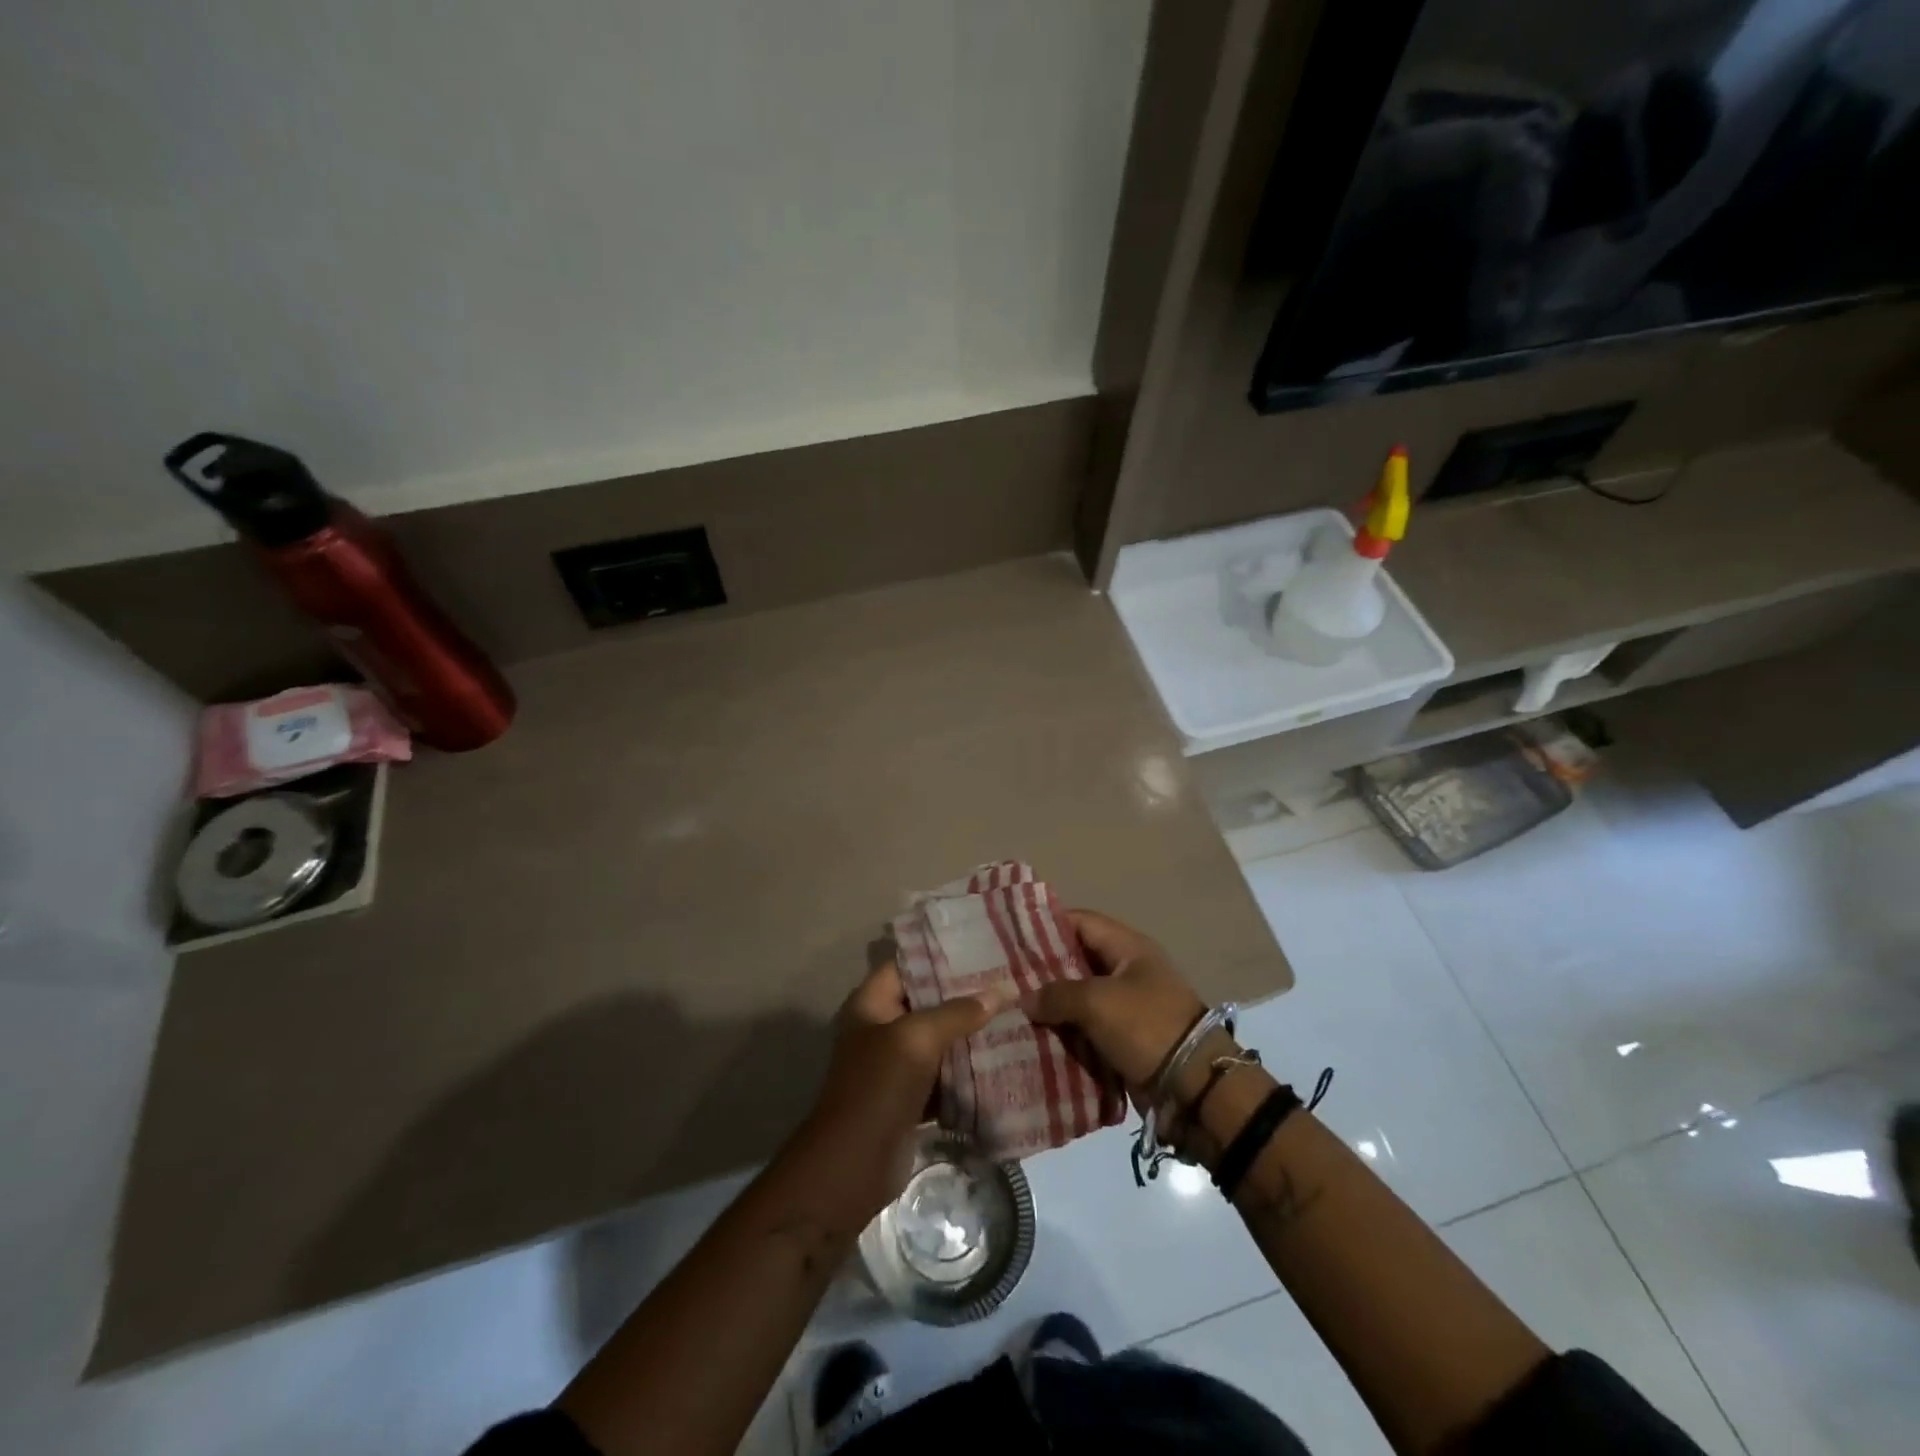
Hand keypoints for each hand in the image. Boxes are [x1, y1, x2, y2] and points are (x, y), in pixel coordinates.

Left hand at [797, 960, 1007, 1219]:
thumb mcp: (916, 1040)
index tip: (983, 943)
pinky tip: (1006, 1055)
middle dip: (966, 992)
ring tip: (1016, 1009)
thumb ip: (957, 1013)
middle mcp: (883, 1027)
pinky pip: (946, 1073)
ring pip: (940, 1038)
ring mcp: (897, 1064)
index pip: (908, 963)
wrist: (851, 1168)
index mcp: (871, 1003)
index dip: (942, 952)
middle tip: (1010, 977)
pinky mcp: (913, 1096)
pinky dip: (970, 1068)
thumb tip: (1000, 992)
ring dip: (972, 1030)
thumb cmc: (876, 1090)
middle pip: (928, 1000)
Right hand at [1021, 909, 1207, 1096]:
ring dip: (1052, 1006)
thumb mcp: (1098, 1002)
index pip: (1081, 922)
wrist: (1194, 1087)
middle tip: (1005, 978)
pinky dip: (1065, 1032)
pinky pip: (1088, 1029)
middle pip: (1077, 961)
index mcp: (1128, 948)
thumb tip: (1027, 999)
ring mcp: (1127, 1007)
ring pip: (1080, 998)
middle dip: (1043, 971)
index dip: (1047, 925)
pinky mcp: (1125, 1039)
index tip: (1012, 936)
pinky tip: (1034, 1037)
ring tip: (1012, 1009)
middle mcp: (1127, 971)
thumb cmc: (1147, 1026)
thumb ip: (1057, 994)